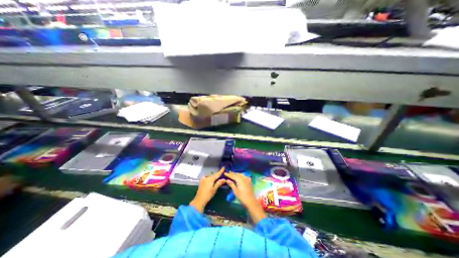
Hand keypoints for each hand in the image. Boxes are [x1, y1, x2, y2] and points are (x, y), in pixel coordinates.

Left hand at [189, 167, 225, 213]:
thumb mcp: (214, 189)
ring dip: (213, 176)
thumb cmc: (208, 195)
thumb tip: (224, 179)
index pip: (217, 174)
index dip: (220, 171)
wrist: (199, 200)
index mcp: (210, 179)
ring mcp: (203, 179)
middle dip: (217, 175)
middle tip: (221, 174)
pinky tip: (211, 180)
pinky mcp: (201, 181)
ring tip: (217, 178)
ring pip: (210, 176)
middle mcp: (206, 177)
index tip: (223, 167)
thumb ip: (219, 183)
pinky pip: (207, 177)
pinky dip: (210, 178)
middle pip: (213, 175)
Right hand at [225, 171, 266, 223]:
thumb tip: (227, 180)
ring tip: (233, 174)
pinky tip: (240, 176)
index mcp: (240, 180)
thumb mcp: (235, 191)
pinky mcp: (249, 182)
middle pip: (237, 174)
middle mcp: (244, 178)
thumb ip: (231, 184)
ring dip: (237, 174)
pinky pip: (244, 176)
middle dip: (233, 173)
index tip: (224, 173)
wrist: (250, 202)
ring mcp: (247, 179)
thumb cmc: (241, 197)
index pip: (233, 176)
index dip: (229, 174)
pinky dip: (241, 176)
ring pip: (241, 175)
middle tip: (228, 172)